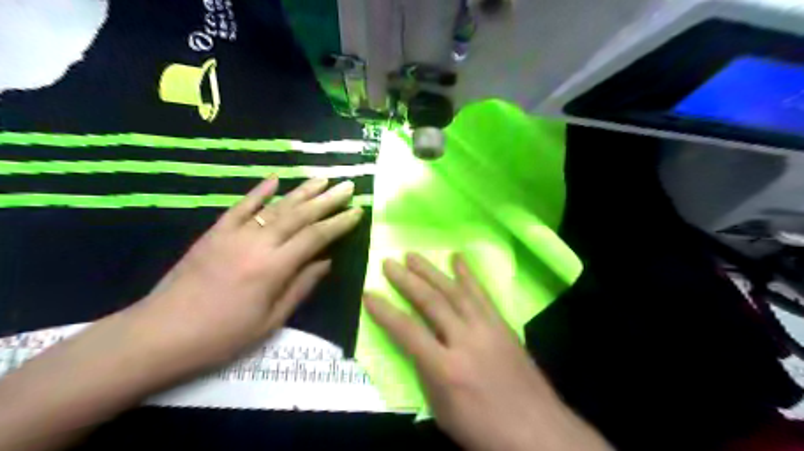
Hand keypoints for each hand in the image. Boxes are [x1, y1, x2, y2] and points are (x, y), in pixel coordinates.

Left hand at [131, 177, 362, 372]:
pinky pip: (240, 207)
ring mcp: (233, 234)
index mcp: (273, 268)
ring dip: (301, 191)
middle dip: (327, 200)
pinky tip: (275, 179)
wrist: (159, 335)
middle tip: (348, 186)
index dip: (338, 223)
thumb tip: (326, 262)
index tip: (357, 212)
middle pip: (299, 215)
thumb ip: (301, 287)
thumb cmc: (222, 336)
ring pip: (275, 207)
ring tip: (322, 179)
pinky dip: (259, 192)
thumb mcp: (270, 321)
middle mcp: (257, 244)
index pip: (315, 237)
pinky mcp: (214, 233)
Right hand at [365, 253, 609, 449]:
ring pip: (455, 291)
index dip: (385, 312)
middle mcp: (465, 341)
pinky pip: (482, 294)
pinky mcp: (502, 324)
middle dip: (406, 280)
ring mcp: (487, 328)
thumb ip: (426, 374)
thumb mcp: (442, 411)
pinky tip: (457, 258)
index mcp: (446, 369)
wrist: (538, 431)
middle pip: (431, 303)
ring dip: (432, 271)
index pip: (407, 332)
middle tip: (389, 263)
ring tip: (413, 255)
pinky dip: (468, 274)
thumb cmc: (484, 427)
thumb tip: (415, 344)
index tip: (369, 293)